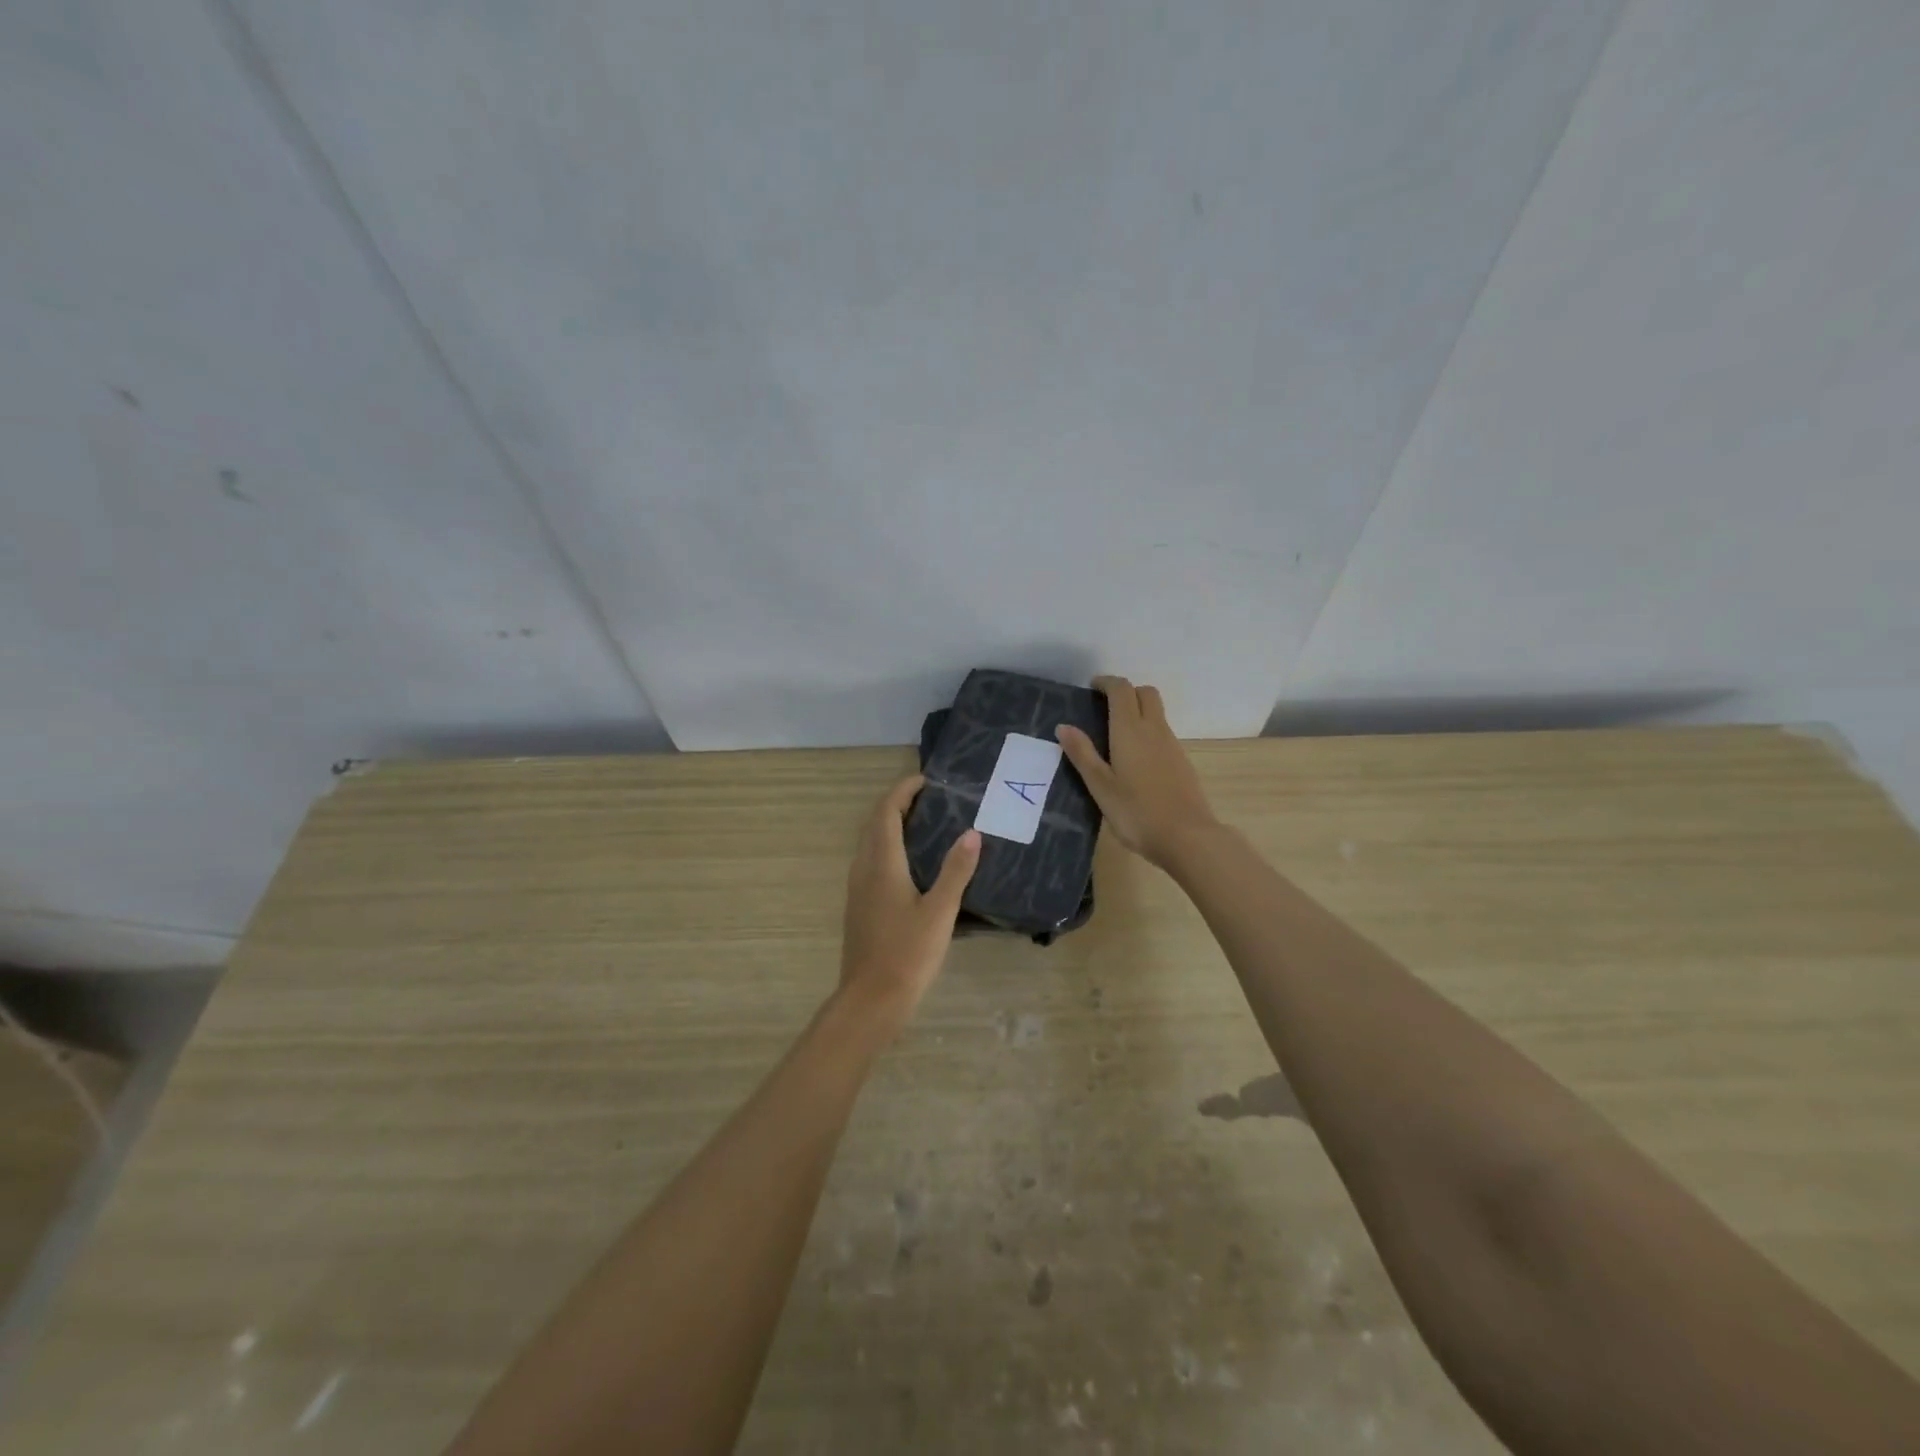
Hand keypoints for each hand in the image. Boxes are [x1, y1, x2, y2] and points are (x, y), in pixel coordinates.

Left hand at [838, 775, 980, 1032]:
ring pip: (871, 843)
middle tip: (931, 798)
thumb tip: (972, 833)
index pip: (886, 812)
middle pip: (875, 823)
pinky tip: (913, 864)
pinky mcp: (860, 906)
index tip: (927, 780)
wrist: (870, 1000)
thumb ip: (956, 871)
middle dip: (898, 804)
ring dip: (892, 825)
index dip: (903, 791)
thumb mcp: (940, 912)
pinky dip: (889, 847)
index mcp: (881, 864)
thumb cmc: (907, 954)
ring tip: (926, 824)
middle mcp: (864, 869)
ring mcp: (858, 889)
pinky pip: (872, 861)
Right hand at [1057, 675, 1219, 869]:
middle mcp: (1154, 729)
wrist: (1187, 837)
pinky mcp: (1182, 761)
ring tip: (1115, 736)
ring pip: (1156, 713)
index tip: (1092, 688)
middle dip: (1126, 692)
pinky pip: (1163, 733)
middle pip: (1145, 693)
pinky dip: (1148, 732)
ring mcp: (1172, 745)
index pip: (1122, 690)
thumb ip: (1082, 754)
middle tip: (1105, 707)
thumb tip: (1064, 726)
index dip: (1107, 683)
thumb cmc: (1136, 812)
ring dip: (1138, 712)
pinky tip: (1135, 760)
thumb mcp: (1101, 786)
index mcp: (1130, 730)